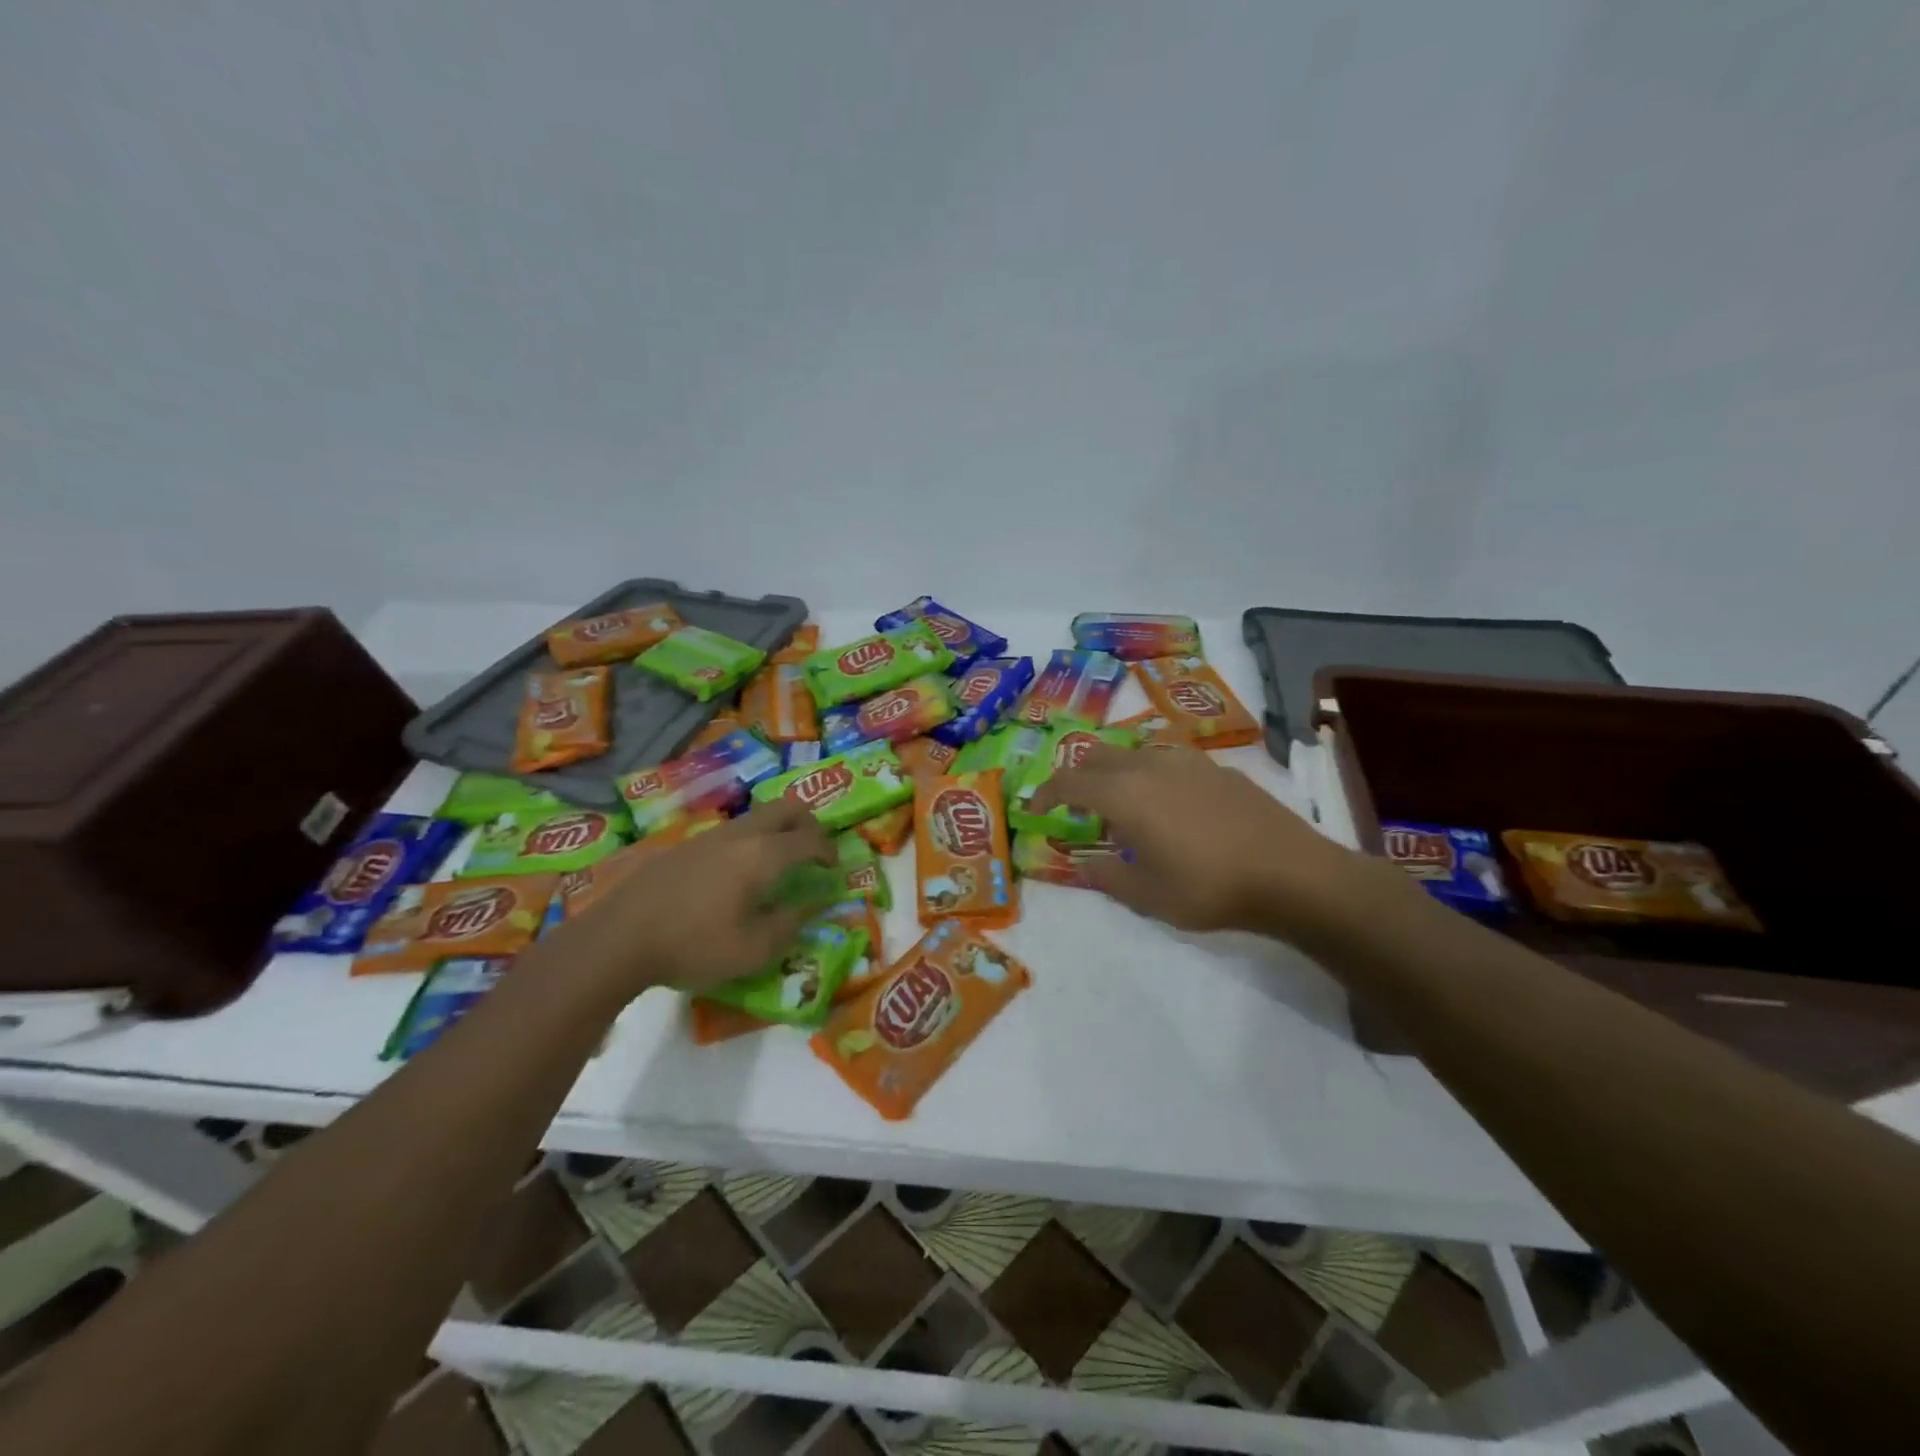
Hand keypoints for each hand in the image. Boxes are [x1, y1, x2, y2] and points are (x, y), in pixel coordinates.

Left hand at [545, 799, 834, 1004]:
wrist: (619, 938)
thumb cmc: (694, 945)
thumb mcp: (753, 950)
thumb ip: (788, 925)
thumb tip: (807, 907)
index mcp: (763, 855)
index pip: (809, 840)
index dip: (828, 851)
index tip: (833, 869)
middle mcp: (740, 835)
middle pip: (786, 808)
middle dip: (808, 825)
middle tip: (812, 852)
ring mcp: (709, 835)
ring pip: (757, 816)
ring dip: (777, 831)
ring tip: (776, 864)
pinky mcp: (684, 845)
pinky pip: (732, 831)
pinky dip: (750, 841)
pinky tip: (736, 875)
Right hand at [1029, 745, 1363, 936]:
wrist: (1291, 874)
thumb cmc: (1209, 888)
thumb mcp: (1147, 895)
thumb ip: (1107, 875)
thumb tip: (1085, 862)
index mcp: (1125, 793)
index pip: (1069, 780)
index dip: (1046, 793)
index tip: (1034, 809)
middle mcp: (1150, 765)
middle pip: (1098, 755)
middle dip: (1077, 776)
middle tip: (1075, 806)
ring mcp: (1187, 762)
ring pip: (1135, 751)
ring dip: (1115, 771)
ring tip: (1122, 804)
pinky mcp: (1218, 769)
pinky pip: (1168, 759)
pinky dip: (1150, 774)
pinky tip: (1168, 804)